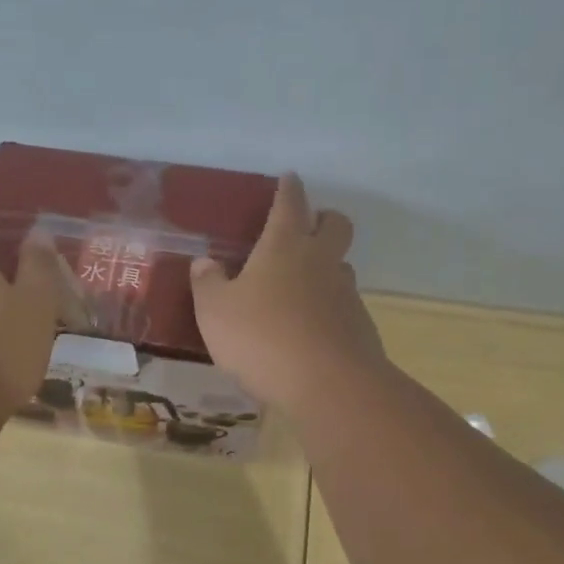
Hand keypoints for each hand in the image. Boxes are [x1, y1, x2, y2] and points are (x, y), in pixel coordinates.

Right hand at [190, 173, 386, 411]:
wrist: (328, 386)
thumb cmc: (262, 338)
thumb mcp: (215, 312)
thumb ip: (207, 283)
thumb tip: (204, 262)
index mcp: (285, 246)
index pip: (290, 203)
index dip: (288, 189)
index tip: (289, 178)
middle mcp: (321, 261)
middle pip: (335, 224)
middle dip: (323, 219)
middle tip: (305, 228)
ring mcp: (345, 293)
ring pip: (341, 265)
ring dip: (326, 266)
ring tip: (299, 287)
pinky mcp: (360, 326)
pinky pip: (343, 304)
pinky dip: (328, 307)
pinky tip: (309, 330)